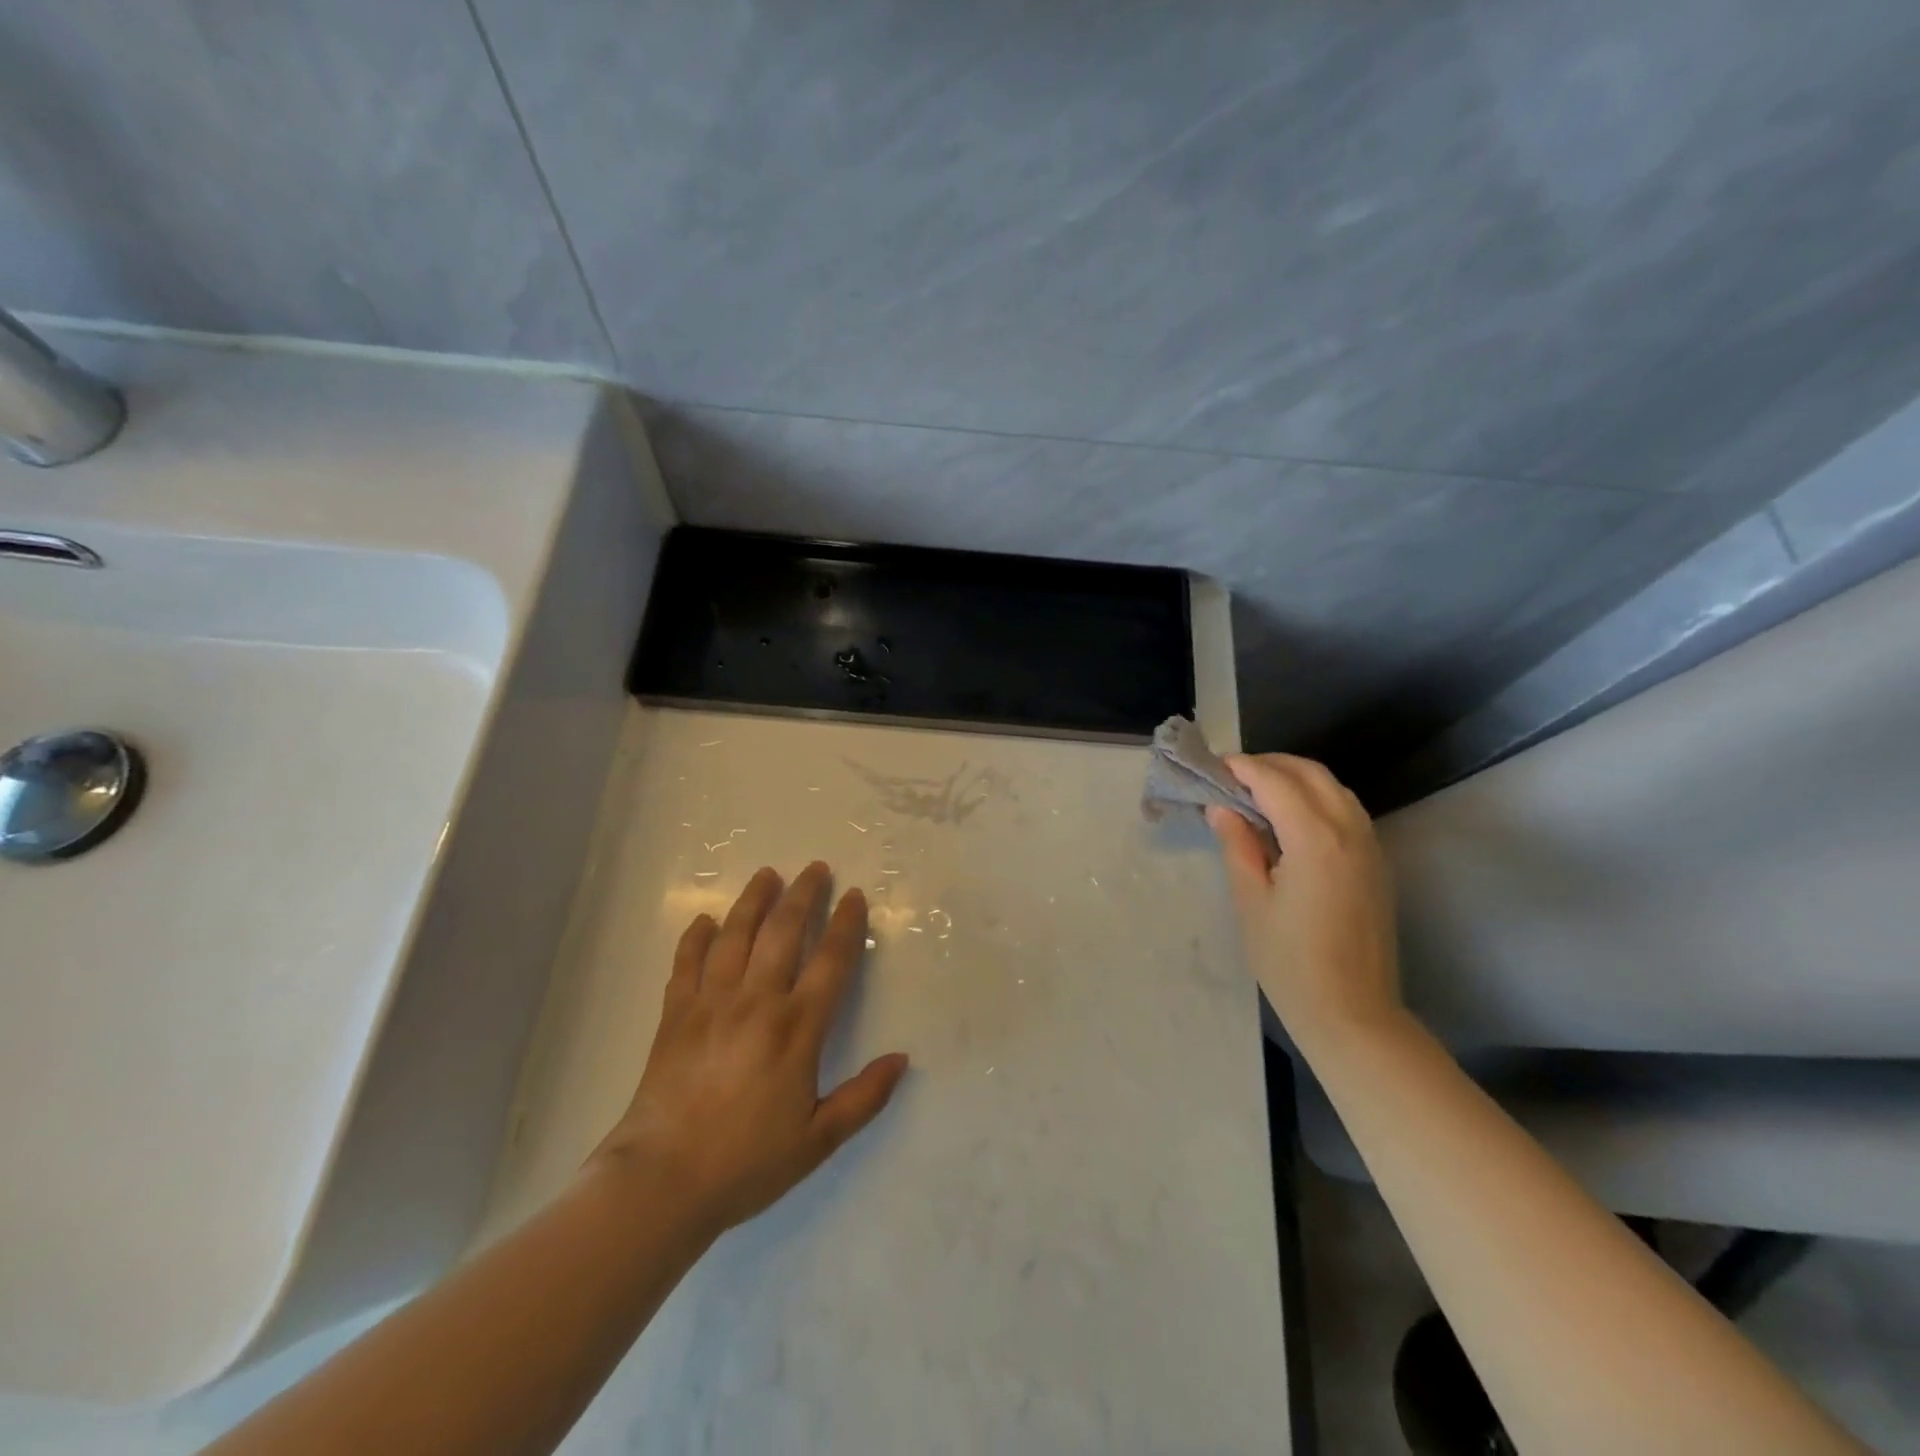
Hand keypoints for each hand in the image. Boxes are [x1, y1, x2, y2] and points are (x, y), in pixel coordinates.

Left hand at [593, 862, 908, 1236]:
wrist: (661, 1182)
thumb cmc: (746, 1162)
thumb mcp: (818, 1140)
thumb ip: (864, 1097)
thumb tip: (902, 1059)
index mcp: (797, 1028)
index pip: (830, 961)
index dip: (846, 924)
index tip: (855, 896)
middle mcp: (756, 1002)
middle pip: (783, 932)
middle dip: (803, 895)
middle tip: (815, 868)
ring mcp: (711, 1003)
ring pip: (735, 935)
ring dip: (754, 901)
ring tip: (767, 875)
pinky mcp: (675, 1015)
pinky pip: (687, 963)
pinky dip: (697, 937)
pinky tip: (705, 920)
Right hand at [1206, 754, 1403, 1053]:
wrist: (1353, 1012)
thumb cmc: (1290, 962)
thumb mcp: (1251, 901)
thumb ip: (1237, 846)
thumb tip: (1222, 808)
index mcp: (1315, 839)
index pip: (1275, 782)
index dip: (1243, 768)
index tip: (1214, 767)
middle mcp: (1350, 831)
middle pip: (1310, 774)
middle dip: (1270, 765)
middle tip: (1233, 777)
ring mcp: (1370, 846)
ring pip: (1334, 788)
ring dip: (1296, 778)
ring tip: (1258, 793)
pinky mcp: (1377, 863)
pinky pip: (1347, 810)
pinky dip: (1317, 798)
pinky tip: (1291, 820)